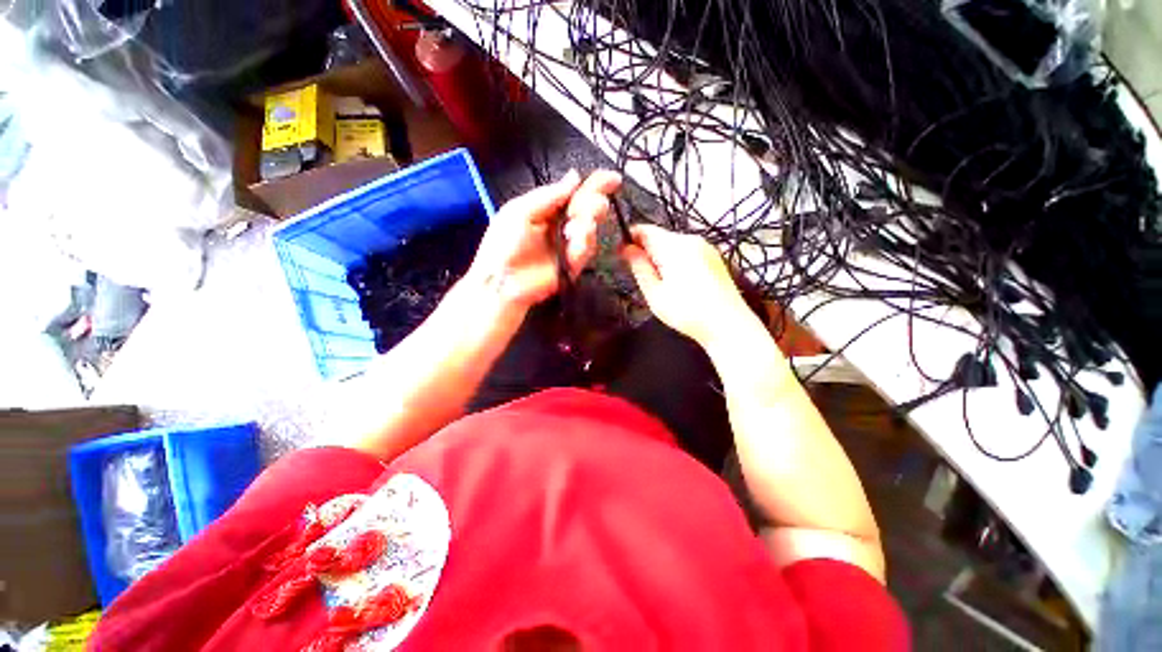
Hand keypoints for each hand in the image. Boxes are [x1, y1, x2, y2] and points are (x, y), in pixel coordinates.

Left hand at [465, 169, 621, 310]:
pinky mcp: (573, 264)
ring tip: (573, 227)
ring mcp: (569, 245)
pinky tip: (575, 238)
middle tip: (589, 206)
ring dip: (587, 222)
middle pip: (589, 209)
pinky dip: (583, 241)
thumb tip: (575, 176)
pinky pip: (586, 249)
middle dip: (593, 204)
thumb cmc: (503, 244)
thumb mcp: (520, 210)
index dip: (595, 184)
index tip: (613, 179)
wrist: (501, 280)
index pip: (576, 193)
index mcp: (549, 209)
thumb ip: (549, 195)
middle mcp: (562, 225)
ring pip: (591, 228)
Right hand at [622, 224, 757, 347]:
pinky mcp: (714, 257)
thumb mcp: (655, 293)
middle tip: (641, 276)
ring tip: (661, 284)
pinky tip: (679, 283)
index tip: (621, 254)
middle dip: (647, 251)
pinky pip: (687, 251)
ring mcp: (706, 247)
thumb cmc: (687, 312)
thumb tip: (627, 248)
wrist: (728, 325)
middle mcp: (692, 239)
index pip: (645, 230)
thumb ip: (639, 267)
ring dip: (661, 257)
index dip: (630, 239)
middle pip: (660, 237)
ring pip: (674, 245)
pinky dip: (677, 261)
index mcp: (675, 246)